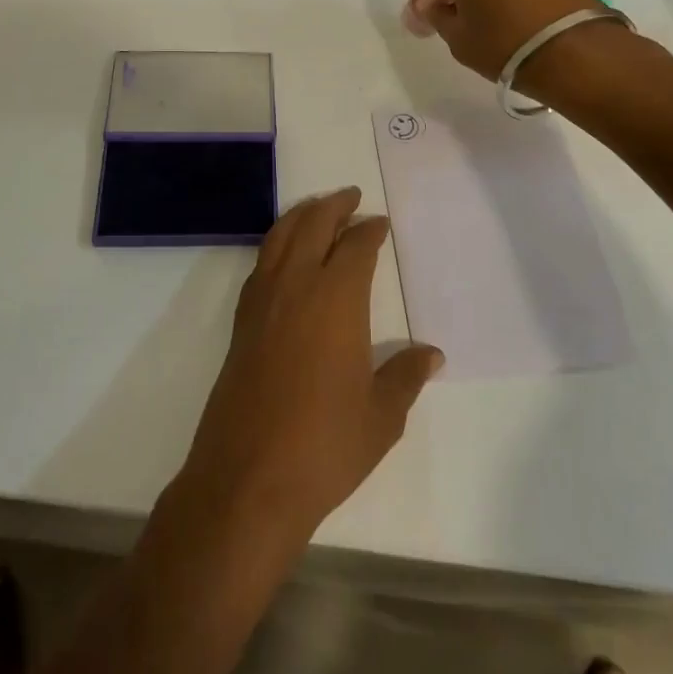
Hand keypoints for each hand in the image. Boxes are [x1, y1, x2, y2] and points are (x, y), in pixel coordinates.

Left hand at [176, 189, 443, 547]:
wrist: (247, 478)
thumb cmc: (325, 445)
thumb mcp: (381, 416)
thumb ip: (406, 377)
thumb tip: (431, 354)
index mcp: (336, 299)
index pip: (355, 247)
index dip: (369, 230)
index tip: (380, 223)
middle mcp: (295, 287)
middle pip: (312, 226)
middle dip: (333, 206)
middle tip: (351, 195)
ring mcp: (262, 303)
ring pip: (279, 238)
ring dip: (301, 216)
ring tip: (317, 208)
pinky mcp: (241, 324)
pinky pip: (261, 264)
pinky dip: (276, 244)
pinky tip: (284, 256)